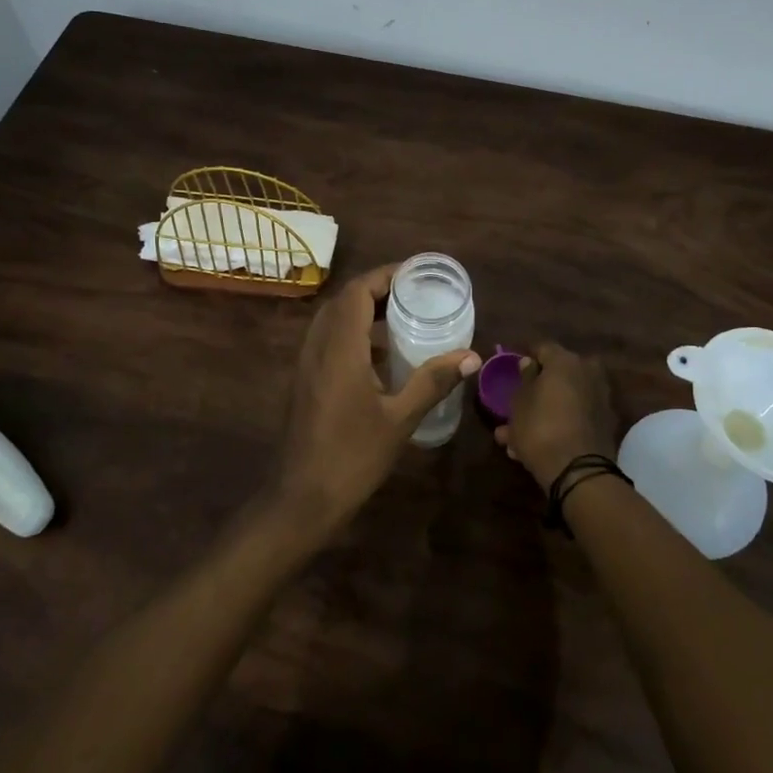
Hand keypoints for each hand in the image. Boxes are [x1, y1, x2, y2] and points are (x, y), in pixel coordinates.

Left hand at [279, 264, 479, 527]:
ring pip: (332, 320)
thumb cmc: (353, 456)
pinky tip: (379, 356)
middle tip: (413, 294)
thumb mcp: (400, 419)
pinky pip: (327, 340)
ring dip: (363, 311)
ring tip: (401, 318)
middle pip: (343, 300)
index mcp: (339, 348)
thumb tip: (470, 356)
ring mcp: (306, 364)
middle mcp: (317, 346)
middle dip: (377, 290)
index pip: (357, 291)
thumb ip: (432, 382)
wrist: (302, 497)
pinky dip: (352, 333)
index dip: (385, 276)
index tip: (416, 275)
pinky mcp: (305, 380)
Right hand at [495, 342, 618, 489]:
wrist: (579, 471)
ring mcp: (601, 398)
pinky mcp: (606, 423)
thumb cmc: (540, 428)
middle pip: (558, 374)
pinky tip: (542, 442)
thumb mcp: (519, 403)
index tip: (514, 370)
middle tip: (520, 404)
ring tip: (521, 434)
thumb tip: (530, 363)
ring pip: (566, 398)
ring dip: (548, 409)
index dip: (527, 357)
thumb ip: (525, 379)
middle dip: (539, 387)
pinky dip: (562, 423)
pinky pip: (576, 415)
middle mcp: (588, 373)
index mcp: (565, 361)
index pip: (542, 348)